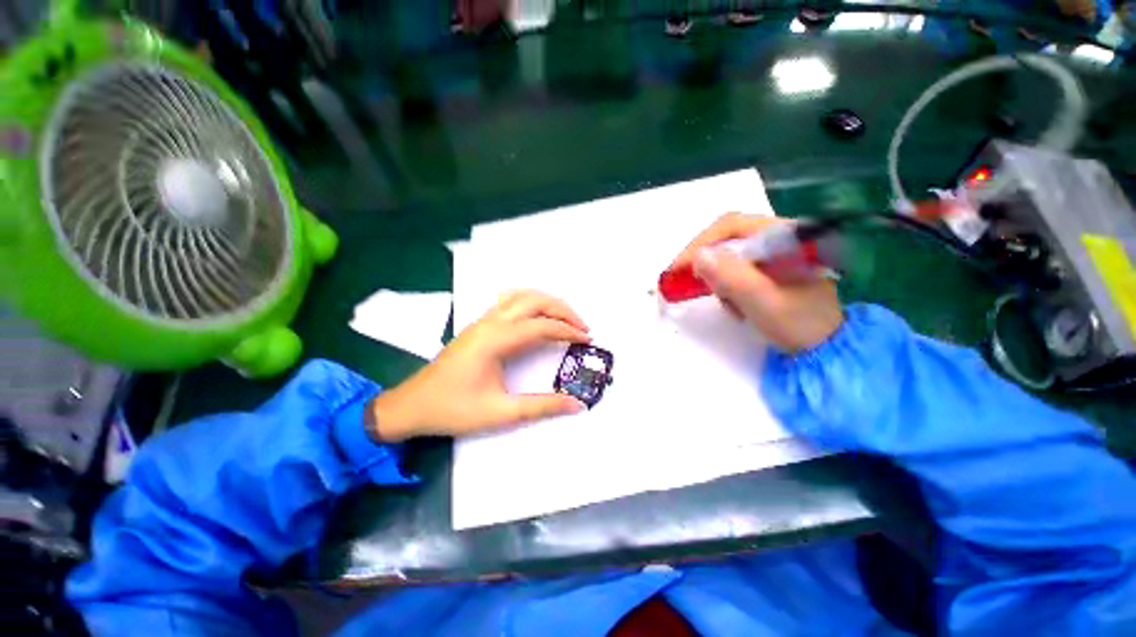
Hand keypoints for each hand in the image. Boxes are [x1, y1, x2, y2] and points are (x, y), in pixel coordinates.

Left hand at [368, 291, 589, 441]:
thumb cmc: (454, 409)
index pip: (542, 325)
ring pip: (521, 295)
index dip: (569, 331)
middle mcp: (490, 322)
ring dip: (547, 302)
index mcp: (496, 339)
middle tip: (582, 326)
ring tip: (564, 317)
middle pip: (535, 301)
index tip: (587, 339)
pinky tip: (536, 316)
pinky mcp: (478, 325)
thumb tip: (577, 404)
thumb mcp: (500, 413)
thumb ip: (542, 407)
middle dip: (563, 310)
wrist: (411, 406)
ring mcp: (482, 320)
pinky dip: (530, 302)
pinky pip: (509, 301)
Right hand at [671, 213, 843, 352]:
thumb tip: (698, 256)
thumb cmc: (799, 324)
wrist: (826, 347)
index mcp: (787, 235)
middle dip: (708, 263)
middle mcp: (780, 236)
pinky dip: (727, 286)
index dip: (700, 243)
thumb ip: (732, 277)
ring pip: (729, 254)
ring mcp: (775, 252)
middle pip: (728, 238)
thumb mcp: (763, 301)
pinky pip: (735, 268)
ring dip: (719, 279)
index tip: (678, 266)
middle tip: (690, 282)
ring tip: (729, 304)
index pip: (732, 226)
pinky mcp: (769, 267)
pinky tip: (737, 305)